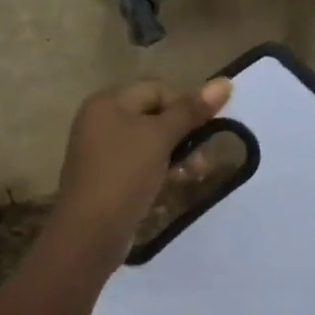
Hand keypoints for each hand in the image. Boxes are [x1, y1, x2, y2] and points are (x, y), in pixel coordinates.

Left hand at [52, 77, 233, 269]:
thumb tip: (225, 82)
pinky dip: (162, 167)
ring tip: (195, 173)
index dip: (187, 104)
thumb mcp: (160, 138)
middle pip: (154, 114)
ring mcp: (102, 150)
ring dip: (177, 152)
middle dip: (185, 131)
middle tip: (204, 156)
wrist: (90, 232)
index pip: (158, 88)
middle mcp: (101, 120)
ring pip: (150, 140)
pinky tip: (177, 181)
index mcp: (108, 102)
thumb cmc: (124, 175)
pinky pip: (141, 162)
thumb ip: (191, 110)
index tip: (208, 129)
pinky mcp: (108, 176)